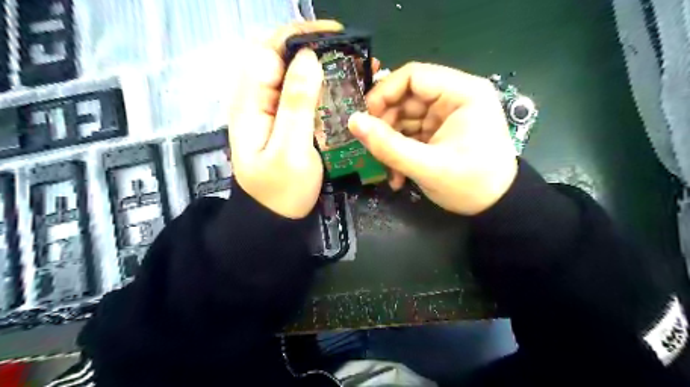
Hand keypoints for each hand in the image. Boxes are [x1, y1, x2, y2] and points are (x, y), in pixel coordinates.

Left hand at [228, 22, 343, 218]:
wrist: (275, 218)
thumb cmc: (281, 190)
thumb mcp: (290, 149)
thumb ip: (296, 104)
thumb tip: (308, 58)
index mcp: (250, 102)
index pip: (269, 51)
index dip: (300, 37)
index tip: (335, 38)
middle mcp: (258, 99)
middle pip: (282, 58)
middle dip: (316, 49)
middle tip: (350, 53)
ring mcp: (272, 110)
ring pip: (295, 75)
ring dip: (323, 67)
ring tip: (354, 67)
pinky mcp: (286, 120)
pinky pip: (303, 94)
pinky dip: (324, 87)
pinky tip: (344, 88)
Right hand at [352, 62, 517, 214]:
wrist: (497, 208)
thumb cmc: (470, 185)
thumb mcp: (427, 167)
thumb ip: (388, 145)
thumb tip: (353, 121)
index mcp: (462, 93)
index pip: (413, 76)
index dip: (384, 94)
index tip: (365, 120)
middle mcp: (455, 97)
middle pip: (406, 98)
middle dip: (386, 126)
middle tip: (374, 150)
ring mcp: (447, 115)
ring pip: (405, 118)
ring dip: (392, 144)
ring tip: (389, 171)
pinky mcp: (441, 132)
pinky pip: (412, 133)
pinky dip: (401, 152)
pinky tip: (399, 175)